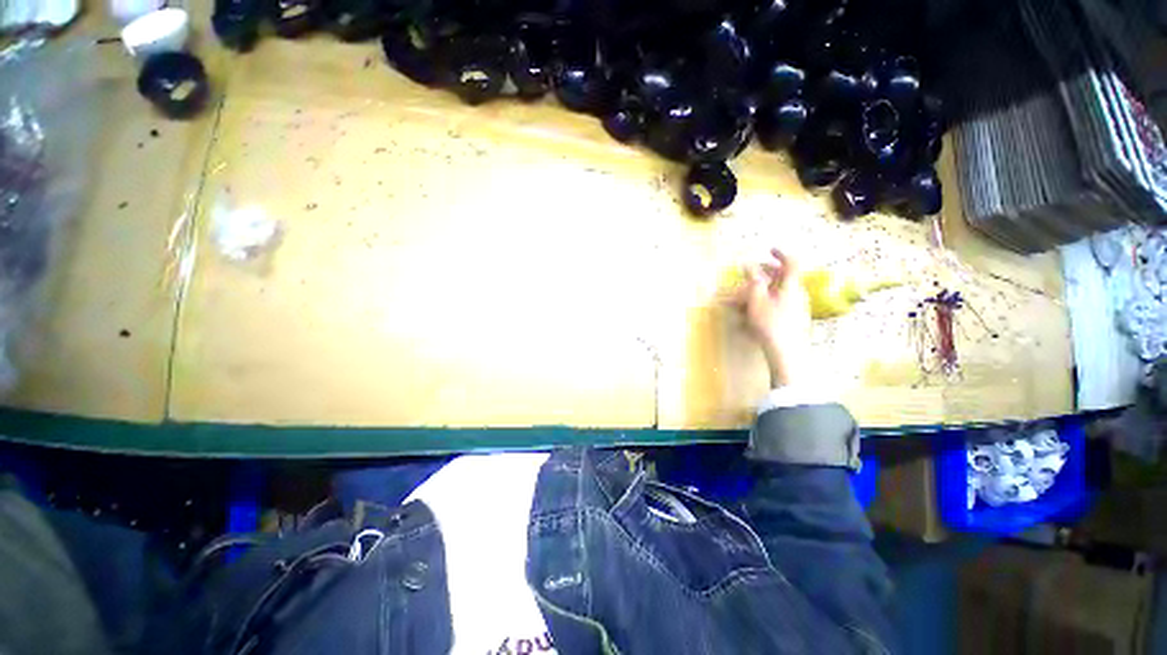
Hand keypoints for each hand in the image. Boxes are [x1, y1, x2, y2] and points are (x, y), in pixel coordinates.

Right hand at [731, 248, 810, 387]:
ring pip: (779, 292)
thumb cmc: (771, 323)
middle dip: (766, 273)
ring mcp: (796, 308)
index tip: (769, 249)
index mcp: (791, 286)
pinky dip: (765, 303)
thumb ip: (753, 280)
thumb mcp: (757, 300)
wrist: (786, 353)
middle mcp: (797, 294)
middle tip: (751, 273)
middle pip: (783, 278)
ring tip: (744, 296)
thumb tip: (748, 264)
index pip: (791, 263)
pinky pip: (778, 305)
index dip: (781, 254)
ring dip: (762, 290)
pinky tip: (752, 314)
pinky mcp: (793, 320)